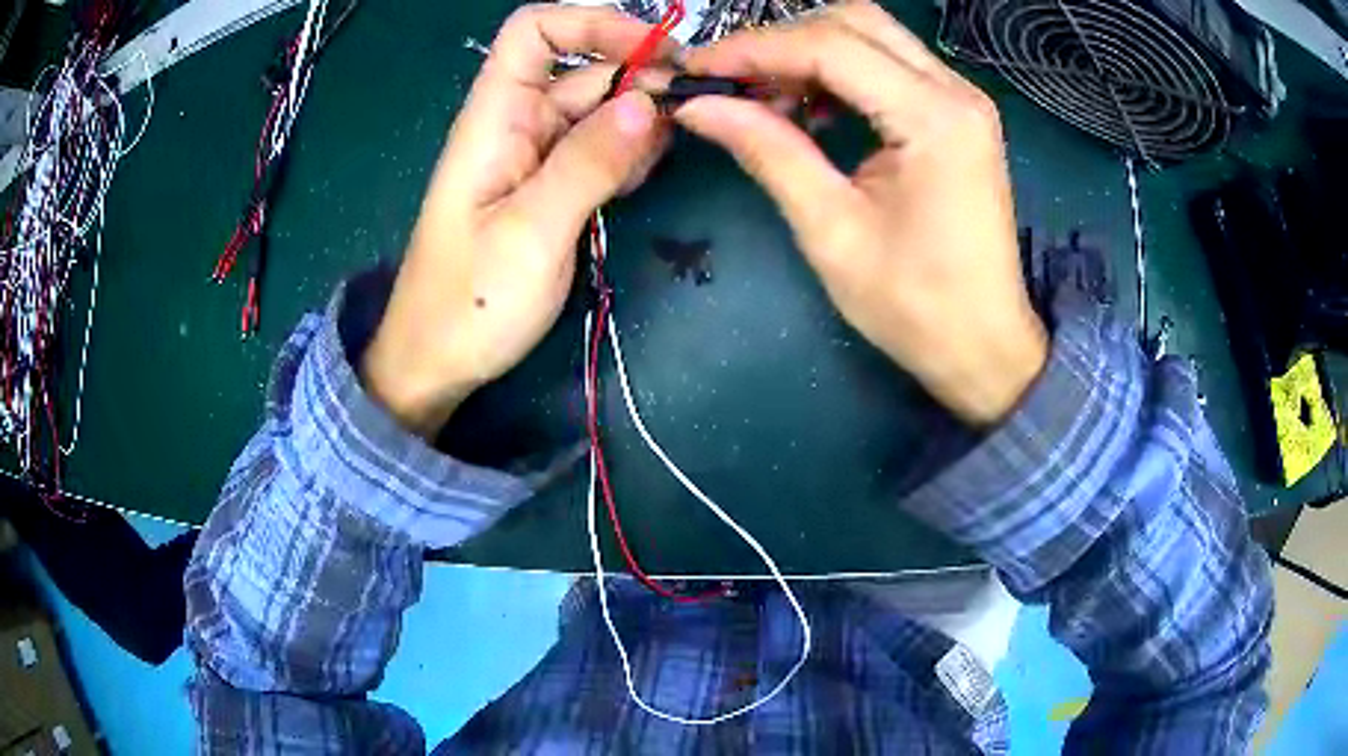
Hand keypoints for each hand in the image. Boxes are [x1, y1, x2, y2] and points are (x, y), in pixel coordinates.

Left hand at [361, 5, 672, 436]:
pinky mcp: (549, 190)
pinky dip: (629, 153)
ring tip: (669, 151)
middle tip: (694, 114)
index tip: (656, 52)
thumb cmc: (469, 303)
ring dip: (641, 120)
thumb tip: (649, 103)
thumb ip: (588, 163)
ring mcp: (535, 158)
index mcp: (495, 119)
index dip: (593, 23)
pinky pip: (598, 151)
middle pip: (584, 70)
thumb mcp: (531, 232)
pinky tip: (644, 176)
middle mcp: (516, 125)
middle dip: (641, 79)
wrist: (436, 363)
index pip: (534, 31)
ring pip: (599, 112)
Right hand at [674, 1, 1046, 424]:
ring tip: (764, 95)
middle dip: (782, 40)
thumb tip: (699, 107)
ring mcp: (962, 99)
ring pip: (872, 34)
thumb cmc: (915, 306)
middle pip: (855, 21)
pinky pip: (889, 64)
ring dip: (809, 51)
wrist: (986, 346)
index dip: (752, 50)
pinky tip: (811, 105)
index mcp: (934, 119)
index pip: (829, 47)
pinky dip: (840, 70)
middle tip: (731, 81)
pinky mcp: (957, 115)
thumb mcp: (832, 232)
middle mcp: (956, 91)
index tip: (695, 72)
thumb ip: (769, 152)